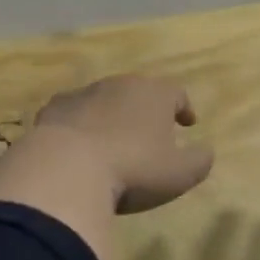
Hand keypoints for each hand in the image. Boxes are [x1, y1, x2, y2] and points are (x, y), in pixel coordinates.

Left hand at [32, 75, 214, 213]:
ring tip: (113, 141)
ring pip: (104, 100)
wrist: (66, 169)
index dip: (183, 107)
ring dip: (111, 116)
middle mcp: (119, 84)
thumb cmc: (133, 169)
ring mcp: (83, 93)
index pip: (176, 92)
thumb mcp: (179, 174)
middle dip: (146, 109)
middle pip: (138, 91)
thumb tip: (206, 151)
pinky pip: (73, 114)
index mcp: (154, 94)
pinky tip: (78, 146)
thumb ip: (199, 160)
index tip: (187, 123)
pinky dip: (80, 125)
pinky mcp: (53, 109)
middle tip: (150, 132)